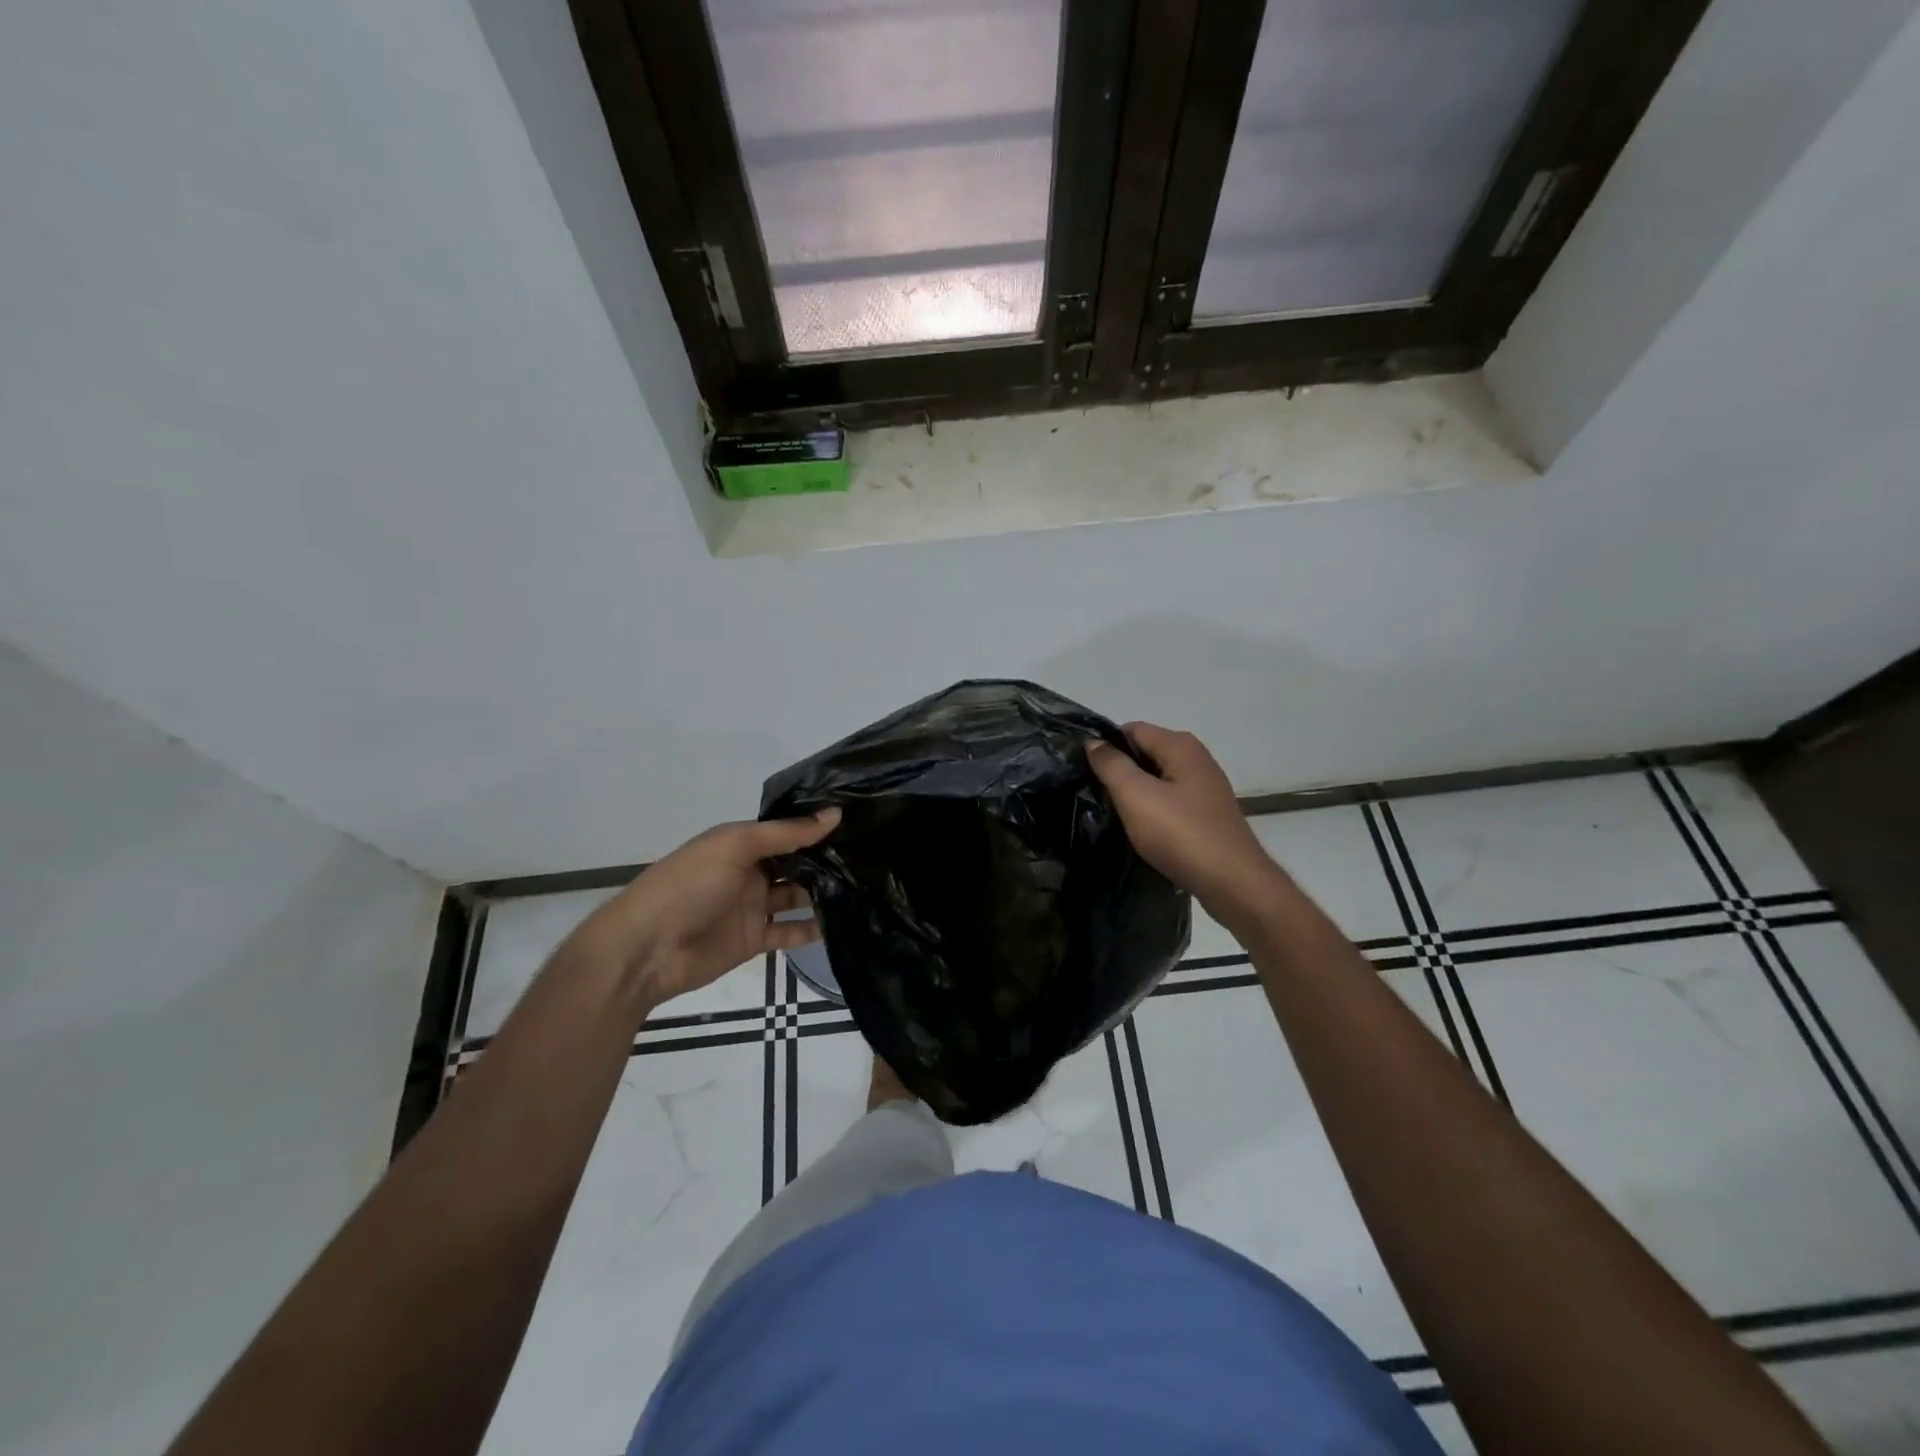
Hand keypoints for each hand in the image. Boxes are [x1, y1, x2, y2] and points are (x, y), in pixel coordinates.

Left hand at [569, 809, 839, 1010]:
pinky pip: (790, 931)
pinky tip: (844, 922)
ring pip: (797, 897)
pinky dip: (813, 928)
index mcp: (740, 843)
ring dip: (824, 893)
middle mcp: (749, 872)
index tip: (859, 822)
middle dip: (827, 861)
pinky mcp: (754, 940)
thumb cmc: (688, 885)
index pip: (786, 831)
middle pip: (795, 864)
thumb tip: (834, 813)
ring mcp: (752, 907)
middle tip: (872, 857)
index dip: (817, 827)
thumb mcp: (735, 846)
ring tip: (866, 887)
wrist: (646, 950)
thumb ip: (786, 833)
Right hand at [1087, 724, 1276, 913]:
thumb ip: (1112, 765)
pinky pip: (1170, 801)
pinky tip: (1139, 829)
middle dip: (1119, 769)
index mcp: (1180, 746)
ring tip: (1110, 811)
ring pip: (1157, 779)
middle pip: (1145, 753)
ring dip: (1134, 792)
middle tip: (1091, 791)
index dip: (1105, 745)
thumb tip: (1093, 741)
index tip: (1081, 768)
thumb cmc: (1181, 833)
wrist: (1232, 882)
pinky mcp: (1207, 814)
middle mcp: (1196, 759)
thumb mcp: (1136, 796)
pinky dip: (1152, 809)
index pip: (1132, 729)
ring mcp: (1205, 787)